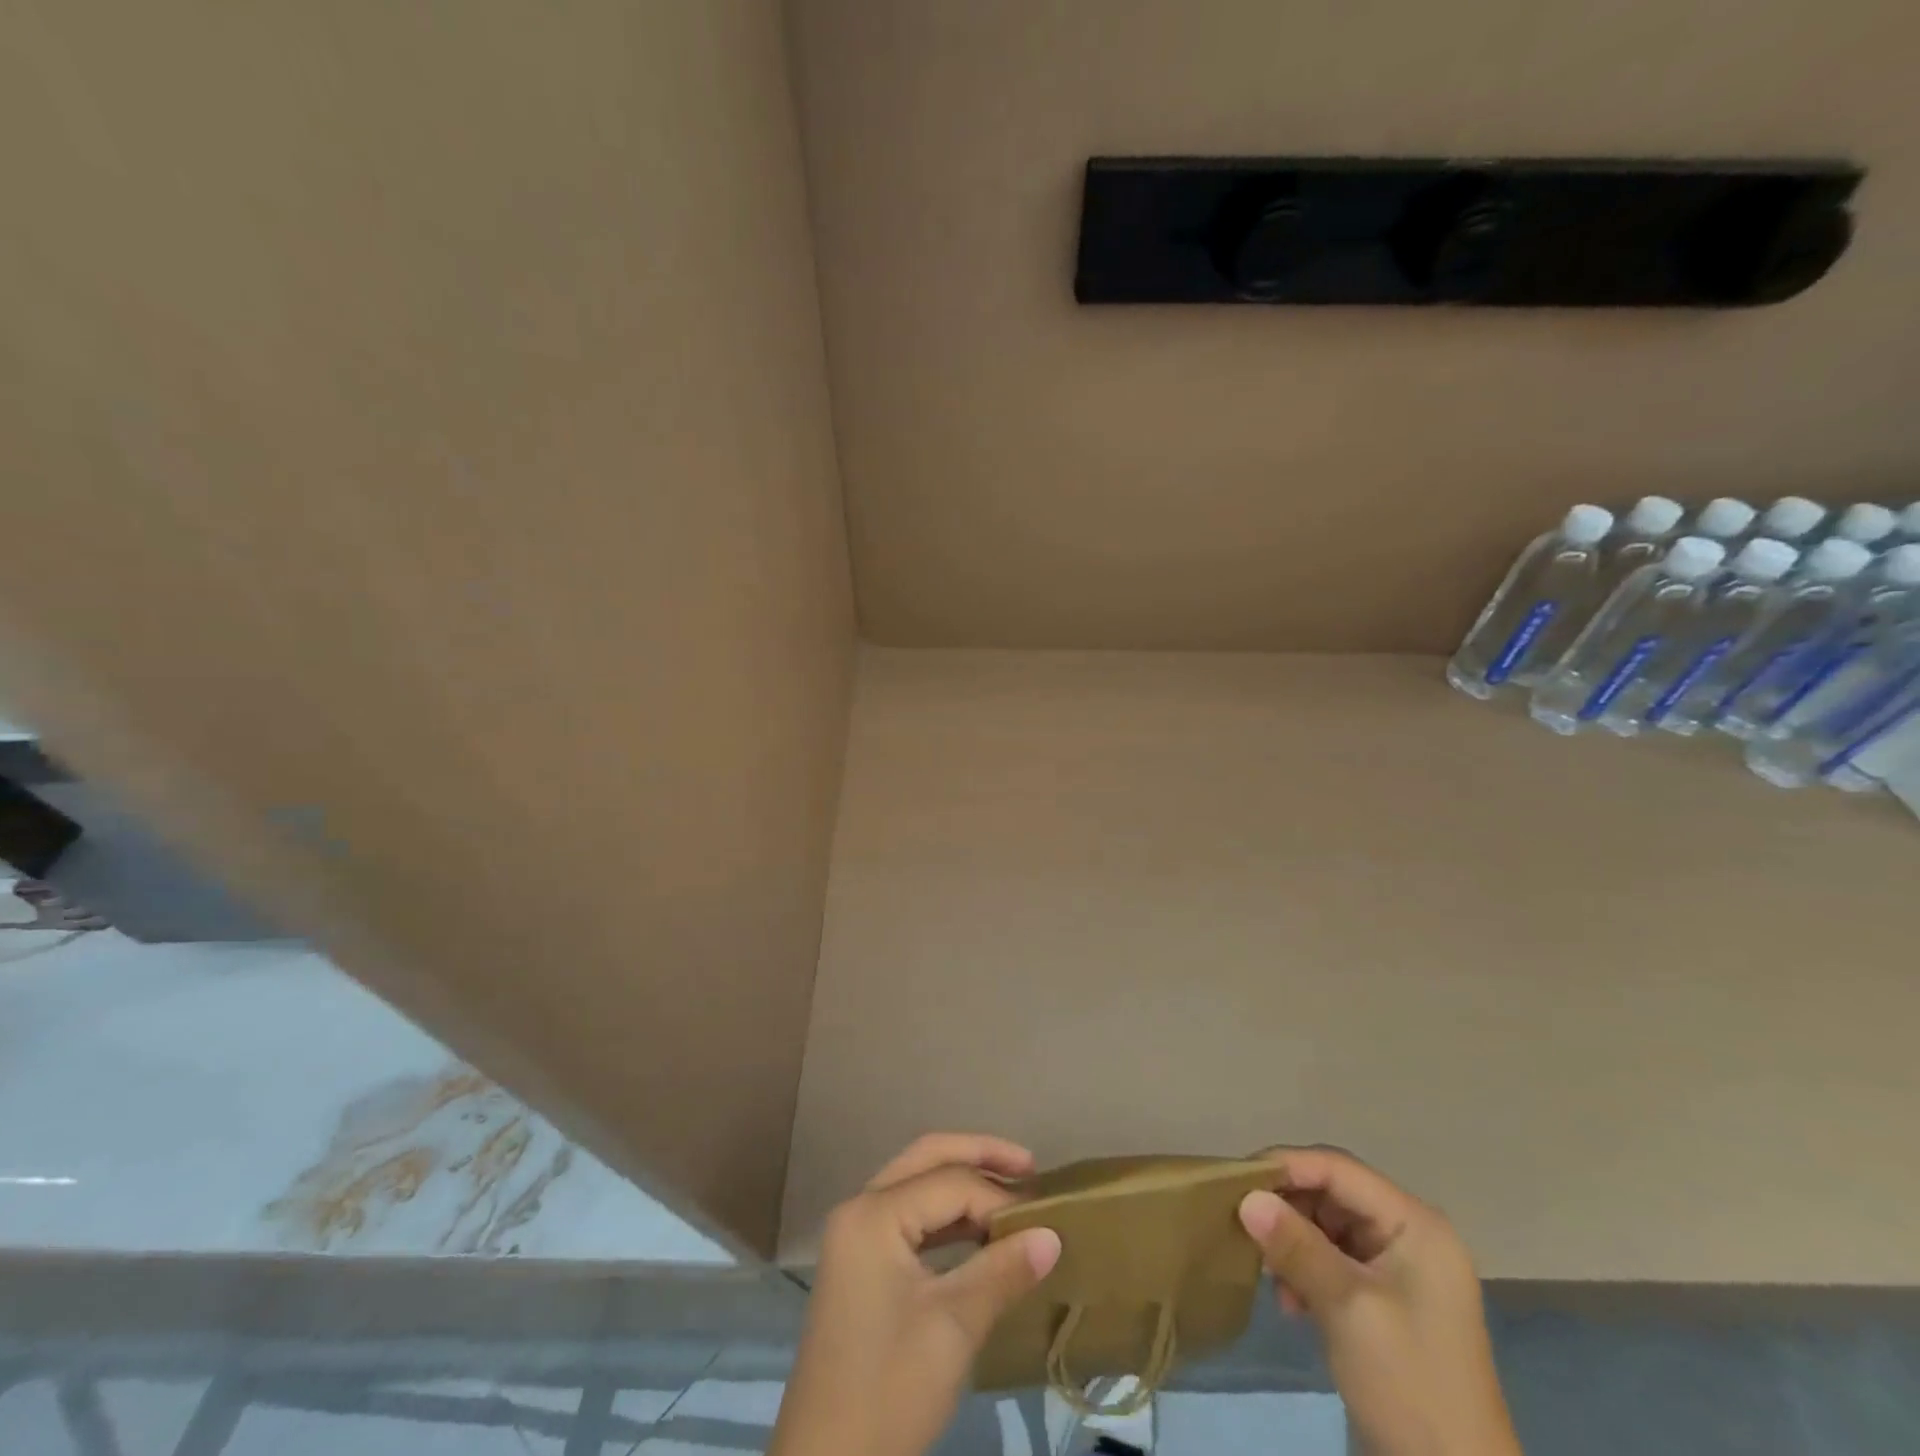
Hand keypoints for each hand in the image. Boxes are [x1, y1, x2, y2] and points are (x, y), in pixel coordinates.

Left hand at [770, 1133, 1063, 1455]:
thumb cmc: (889, 1389)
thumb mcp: (953, 1328)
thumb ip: (1002, 1270)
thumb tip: (1052, 1234)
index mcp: (874, 1213)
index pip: (950, 1182)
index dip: (999, 1198)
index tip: (1043, 1222)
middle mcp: (860, 1208)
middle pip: (927, 1158)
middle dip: (979, 1155)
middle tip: (1029, 1167)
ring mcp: (856, 1235)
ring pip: (916, 1183)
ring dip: (962, 1183)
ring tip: (1011, 1194)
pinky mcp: (860, 1262)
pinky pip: (908, 1215)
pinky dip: (945, 1215)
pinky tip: (978, 1231)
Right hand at [1238, 1149, 1520, 1455]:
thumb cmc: (1409, 1384)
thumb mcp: (1347, 1307)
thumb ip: (1296, 1245)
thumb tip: (1245, 1197)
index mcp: (1415, 1224)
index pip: (1338, 1169)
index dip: (1286, 1166)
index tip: (1236, 1179)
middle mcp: (1409, 1234)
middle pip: (1330, 1193)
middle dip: (1286, 1209)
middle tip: (1245, 1227)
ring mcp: (1398, 1268)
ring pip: (1325, 1225)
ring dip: (1292, 1243)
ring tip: (1268, 1273)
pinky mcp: (1383, 1298)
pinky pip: (1332, 1258)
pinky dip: (1305, 1269)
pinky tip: (1289, 1301)